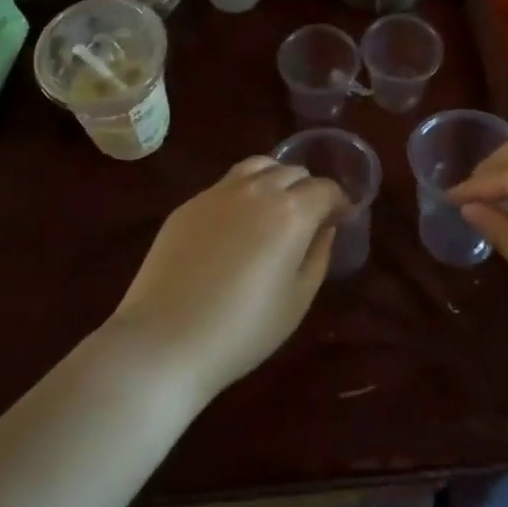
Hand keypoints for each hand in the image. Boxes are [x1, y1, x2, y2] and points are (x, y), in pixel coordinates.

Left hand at [107, 157, 344, 405]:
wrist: (166, 339)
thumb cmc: (243, 329)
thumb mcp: (297, 300)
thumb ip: (318, 256)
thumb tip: (324, 228)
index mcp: (291, 212)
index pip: (325, 189)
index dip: (339, 201)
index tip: (341, 218)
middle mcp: (257, 189)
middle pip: (293, 171)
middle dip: (308, 189)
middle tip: (310, 217)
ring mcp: (218, 192)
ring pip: (258, 167)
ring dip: (275, 179)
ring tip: (275, 207)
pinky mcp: (189, 203)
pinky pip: (227, 184)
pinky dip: (244, 192)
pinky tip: (237, 223)